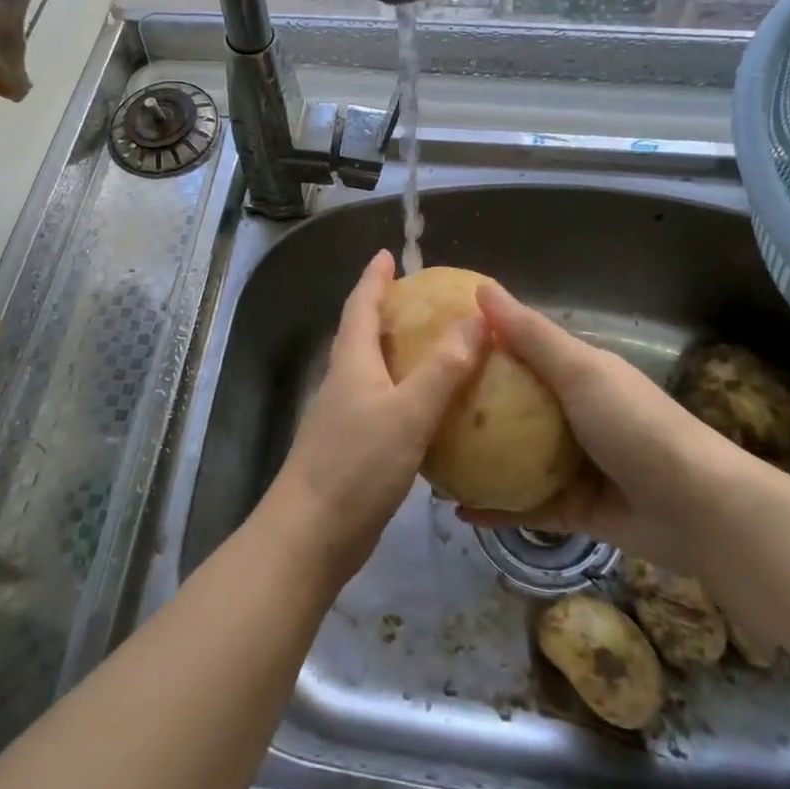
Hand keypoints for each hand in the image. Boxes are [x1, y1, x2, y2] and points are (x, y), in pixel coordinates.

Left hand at [259, 251, 485, 585]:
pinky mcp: (354, 449)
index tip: (387, 254)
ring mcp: (346, 417)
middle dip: (387, 310)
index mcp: (352, 362)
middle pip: (363, 334)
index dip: (374, 278)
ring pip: (373, 370)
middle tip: (423, 298)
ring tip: (436, 346)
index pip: (361, 305)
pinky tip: (433, 409)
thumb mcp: (408, 411)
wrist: (311, 534)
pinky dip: (406, 393)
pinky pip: (384, 405)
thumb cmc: (357, 464)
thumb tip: (478, 319)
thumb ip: (444, 368)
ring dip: (398, 352)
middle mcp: (344, 382)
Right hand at [457, 283, 756, 574]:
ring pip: (512, 458)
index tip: (432, 340)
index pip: (520, 350)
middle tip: (419, 405)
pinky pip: (523, 506)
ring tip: (429, 457)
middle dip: (470, 406)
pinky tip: (456, 510)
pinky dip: (494, 508)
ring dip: (477, 459)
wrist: (698, 509)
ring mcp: (571, 465)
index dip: (481, 343)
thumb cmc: (635, 425)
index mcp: (575, 375)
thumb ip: (530, 335)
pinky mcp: (572, 509)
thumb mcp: (580, 371)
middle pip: (510, 405)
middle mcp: (570, 415)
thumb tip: (481, 287)